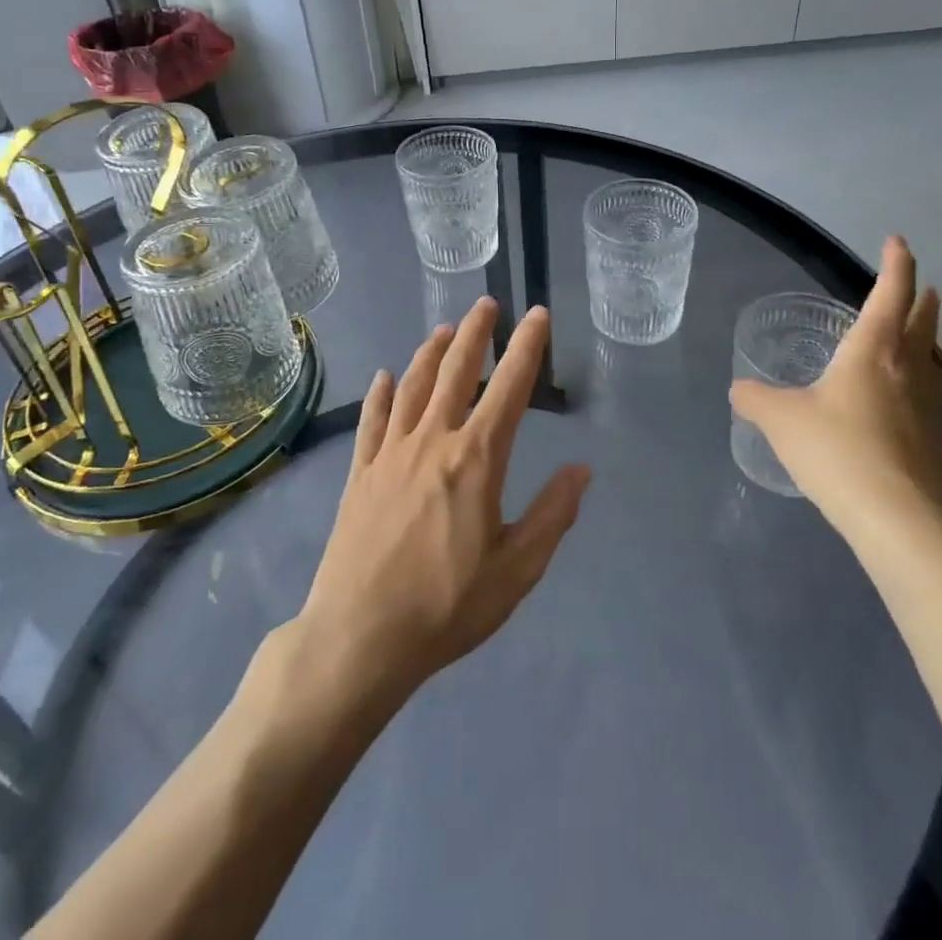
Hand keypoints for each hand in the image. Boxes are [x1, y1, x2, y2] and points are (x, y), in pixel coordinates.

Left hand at [297, 298, 589, 700]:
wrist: (359, 637)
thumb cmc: (447, 606)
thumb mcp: (516, 569)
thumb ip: (552, 514)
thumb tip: (581, 469)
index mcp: (476, 459)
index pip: (509, 388)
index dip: (526, 347)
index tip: (536, 315)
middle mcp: (432, 441)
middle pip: (456, 371)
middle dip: (474, 333)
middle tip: (486, 304)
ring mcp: (390, 454)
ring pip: (413, 386)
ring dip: (431, 352)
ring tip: (443, 329)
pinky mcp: (360, 473)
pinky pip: (373, 420)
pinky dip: (382, 393)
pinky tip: (386, 377)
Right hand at [730, 237, 941, 554]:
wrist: (898, 519)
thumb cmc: (838, 451)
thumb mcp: (782, 420)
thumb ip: (756, 400)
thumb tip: (738, 390)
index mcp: (874, 350)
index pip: (890, 292)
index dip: (896, 262)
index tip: (898, 241)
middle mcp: (909, 369)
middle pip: (923, 321)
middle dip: (921, 298)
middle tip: (921, 286)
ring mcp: (930, 406)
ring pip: (932, 359)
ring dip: (926, 340)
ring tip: (916, 338)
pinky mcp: (937, 441)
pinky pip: (929, 395)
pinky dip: (920, 382)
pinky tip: (905, 401)